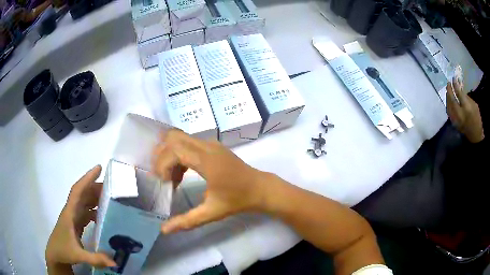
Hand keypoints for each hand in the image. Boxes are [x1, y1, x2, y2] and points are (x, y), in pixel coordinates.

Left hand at [45, 165, 115, 272]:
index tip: (99, 168)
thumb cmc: (63, 251)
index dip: (87, 178)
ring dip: (95, 198)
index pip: (77, 191)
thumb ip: (95, 258)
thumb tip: (115, 261)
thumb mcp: (78, 255)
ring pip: (84, 202)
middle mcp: (71, 211)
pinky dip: (94, 210)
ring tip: (110, 200)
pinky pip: (86, 212)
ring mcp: (73, 217)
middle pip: (83, 194)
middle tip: (112, 188)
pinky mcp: (76, 224)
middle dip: (95, 188)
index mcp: (69, 213)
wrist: (55, 255)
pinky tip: (102, 216)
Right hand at [152, 130, 265, 233]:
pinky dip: (179, 155)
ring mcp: (210, 143)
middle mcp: (207, 146)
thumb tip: (164, 230)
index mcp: (206, 160)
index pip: (174, 150)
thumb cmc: (237, 200)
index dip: (163, 164)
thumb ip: (186, 221)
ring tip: (172, 180)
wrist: (259, 188)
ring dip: (170, 156)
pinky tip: (181, 175)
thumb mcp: (211, 213)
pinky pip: (188, 143)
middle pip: (173, 138)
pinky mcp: (213, 146)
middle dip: (161, 155)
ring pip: (180, 139)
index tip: (165, 183)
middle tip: (162, 177)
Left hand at [446, 77, 484, 142]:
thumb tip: (459, 89)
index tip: (453, 78)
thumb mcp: (474, 106)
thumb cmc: (477, 119)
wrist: (475, 136)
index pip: (459, 93)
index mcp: (466, 108)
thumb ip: (466, 97)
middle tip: (448, 83)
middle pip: (451, 99)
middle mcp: (460, 113)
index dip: (455, 85)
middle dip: (449, 89)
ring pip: (448, 105)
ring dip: (447, 97)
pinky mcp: (454, 123)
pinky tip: (448, 100)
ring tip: (448, 90)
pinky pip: (449, 112)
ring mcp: (456, 119)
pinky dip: (448, 104)